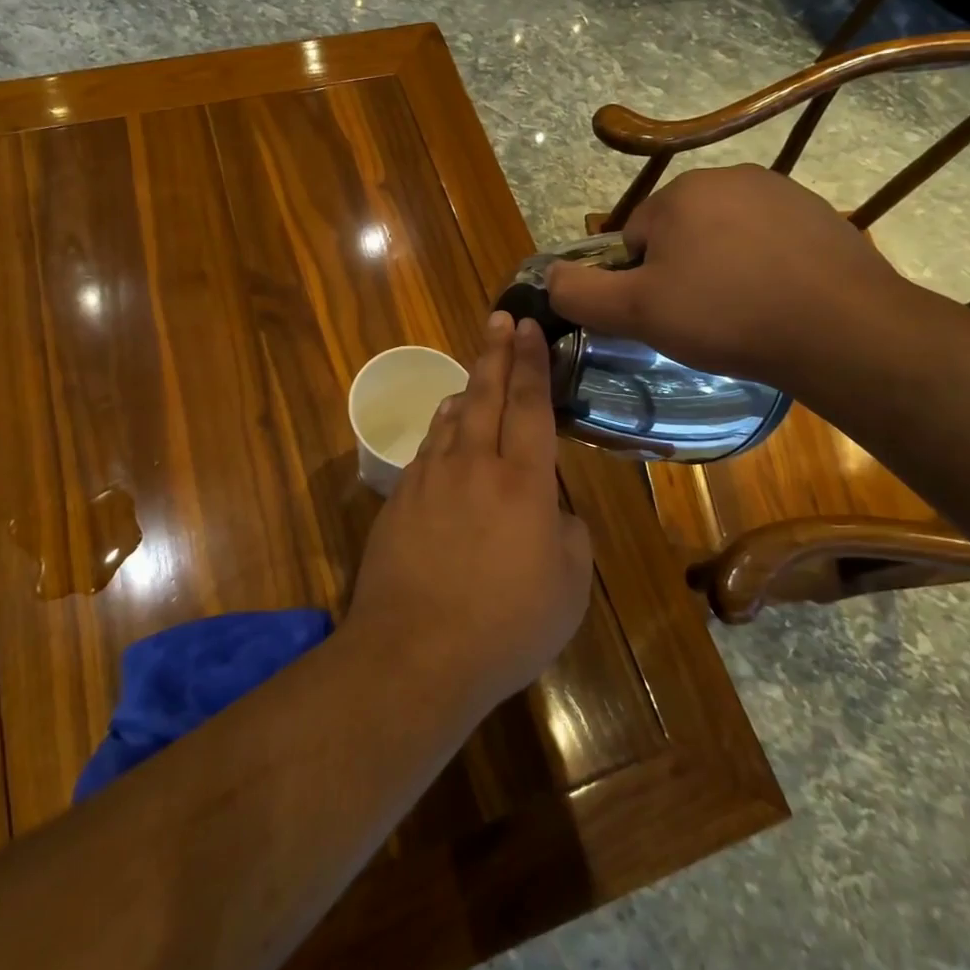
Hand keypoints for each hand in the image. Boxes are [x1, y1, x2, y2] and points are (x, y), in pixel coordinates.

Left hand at [348, 312, 593, 710]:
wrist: (416, 651)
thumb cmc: (507, 625)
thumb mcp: (569, 587)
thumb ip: (568, 534)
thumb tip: (552, 509)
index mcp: (523, 482)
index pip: (532, 407)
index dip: (532, 364)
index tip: (530, 329)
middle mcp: (475, 466)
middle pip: (487, 395)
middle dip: (496, 352)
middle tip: (500, 318)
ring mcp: (430, 479)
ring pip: (451, 418)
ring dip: (467, 388)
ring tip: (476, 371)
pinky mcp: (399, 499)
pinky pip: (427, 449)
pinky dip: (441, 429)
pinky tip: (445, 428)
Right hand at [545, 165, 910, 387]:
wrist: (842, 330)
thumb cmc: (726, 316)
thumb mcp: (636, 312)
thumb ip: (578, 293)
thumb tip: (547, 277)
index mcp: (679, 194)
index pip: (632, 239)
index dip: (638, 283)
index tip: (663, 316)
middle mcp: (728, 177)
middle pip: (677, 234)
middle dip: (680, 273)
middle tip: (700, 320)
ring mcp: (781, 192)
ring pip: (723, 238)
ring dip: (721, 271)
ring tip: (741, 315)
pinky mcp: (820, 216)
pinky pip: (767, 243)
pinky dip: (762, 269)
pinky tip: (777, 303)